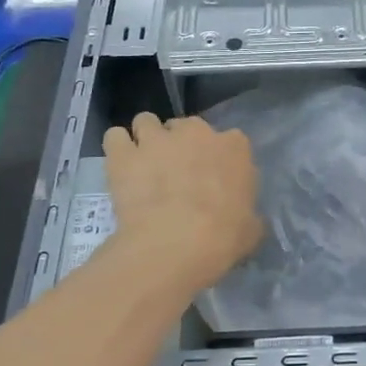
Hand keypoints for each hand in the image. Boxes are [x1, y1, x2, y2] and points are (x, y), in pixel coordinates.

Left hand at [102, 113, 261, 292]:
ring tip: (143, 164)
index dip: (218, 158)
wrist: (175, 244)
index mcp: (234, 146)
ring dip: (146, 138)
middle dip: (180, 144)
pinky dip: (117, 148)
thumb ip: (246, 212)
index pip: (230, 140)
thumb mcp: (251, 228)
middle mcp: (195, 132)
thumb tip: (241, 217)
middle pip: (185, 126)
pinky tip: (120, 166)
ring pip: (146, 121)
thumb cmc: (222, 237)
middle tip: (175, 173)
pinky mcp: (124, 154)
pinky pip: (115, 137)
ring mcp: (156, 139)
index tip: (213, 178)